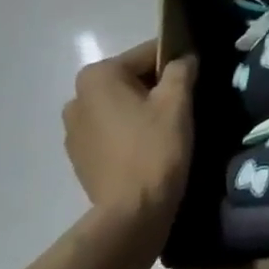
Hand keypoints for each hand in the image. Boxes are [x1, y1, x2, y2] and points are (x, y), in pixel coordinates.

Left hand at [63, 40, 196, 218]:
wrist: (132, 214)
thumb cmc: (155, 148)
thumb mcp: (177, 101)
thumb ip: (181, 69)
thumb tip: (184, 58)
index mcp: (97, 77)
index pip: (148, 54)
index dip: (176, 63)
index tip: (195, 80)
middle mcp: (76, 97)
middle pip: (131, 80)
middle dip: (157, 88)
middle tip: (184, 107)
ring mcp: (73, 130)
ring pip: (120, 106)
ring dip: (142, 111)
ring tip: (167, 130)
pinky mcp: (79, 157)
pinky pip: (111, 131)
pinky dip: (130, 133)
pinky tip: (149, 149)